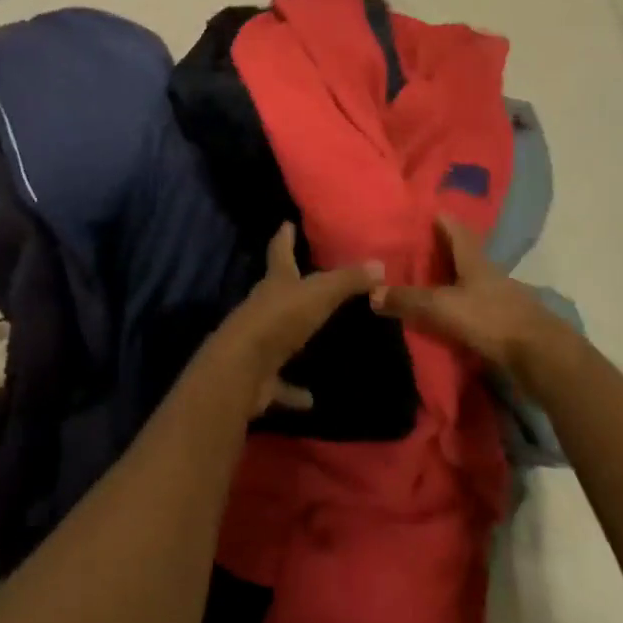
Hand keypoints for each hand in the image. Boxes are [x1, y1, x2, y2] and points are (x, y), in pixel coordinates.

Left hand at [212, 225, 382, 416]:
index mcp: (275, 282)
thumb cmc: (280, 319)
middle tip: (305, 279)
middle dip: (288, 284)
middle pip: (276, 291)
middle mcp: (263, 307)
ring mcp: (258, 342)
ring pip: (278, 335)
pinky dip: (293, 390)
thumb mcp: (319, 294)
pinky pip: (280, 382)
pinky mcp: (260, 376)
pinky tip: (310, 398)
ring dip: (292, 338)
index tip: (285, 224)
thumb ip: (348, 280)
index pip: (279, 252)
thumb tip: (379, 265)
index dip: (283, 237)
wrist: (243, 367)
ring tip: (313, 340)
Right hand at [372, 214, 569, 387]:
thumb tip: (371, 293)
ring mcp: (503, 298)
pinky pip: (479, 308)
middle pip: (464, 255)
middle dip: (441, 251)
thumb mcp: (442, 308)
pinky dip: (463, 308)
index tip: (422, 212)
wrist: (544, 358)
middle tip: (414, 250)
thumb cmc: (492, 320)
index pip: (456, 229)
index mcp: (474, 260)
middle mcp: (490, 273)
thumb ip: (408, 300)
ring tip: (426, 284)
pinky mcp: (509, 323)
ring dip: (452, 281)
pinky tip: (449, 316)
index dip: (440, 219)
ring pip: (472, 282)